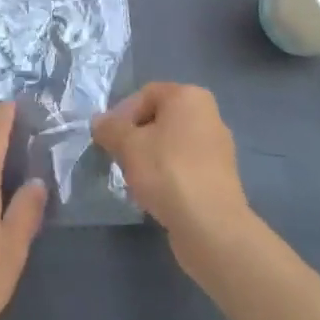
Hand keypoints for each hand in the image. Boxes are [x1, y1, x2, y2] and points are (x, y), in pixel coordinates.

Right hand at [91, 83, 254, 278]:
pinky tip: (156, 193)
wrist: (210, 225)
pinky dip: (168, 174)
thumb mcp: (127, 145)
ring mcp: (218, 147)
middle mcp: (208, 115)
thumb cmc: (167, 171)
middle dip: (135, 136)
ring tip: (135, 178)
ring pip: (171, 144)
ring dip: (150, 156)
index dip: (122, 114)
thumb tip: (99, 122)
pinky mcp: (220, 177)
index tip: (109, 138)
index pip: (145, 94)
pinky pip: (185, 166)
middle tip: (119, 156)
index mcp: (189, 97)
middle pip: (159, 118)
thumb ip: (109, 128)